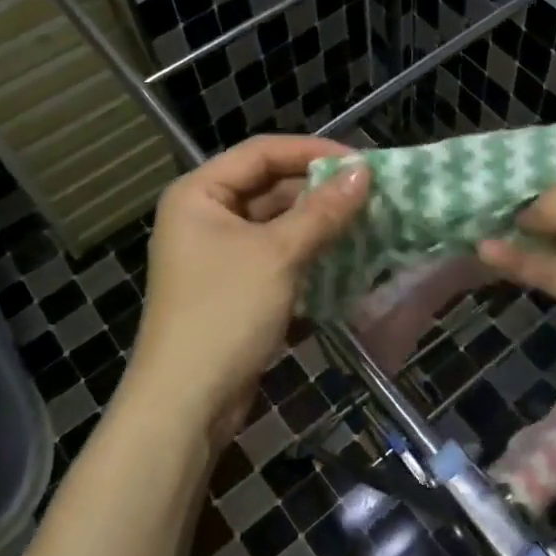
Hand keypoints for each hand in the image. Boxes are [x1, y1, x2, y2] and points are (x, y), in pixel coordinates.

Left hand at [127, 135, 369, 446]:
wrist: (186, 404)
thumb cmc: (225, 313)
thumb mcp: (278, 255)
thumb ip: (322, 211)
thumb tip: (363, 172)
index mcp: (199, 193)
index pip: (262, 152)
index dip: (312, 152)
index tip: (360, 162)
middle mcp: (204, 215)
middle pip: (269, 186)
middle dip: (318, 190)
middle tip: (369, 193)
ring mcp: (217, 253)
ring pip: (276, 222)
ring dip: (317, 222)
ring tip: (365, 220)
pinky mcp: (233, 286)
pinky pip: (275, 254)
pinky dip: (307, 252)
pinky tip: (344, 254)